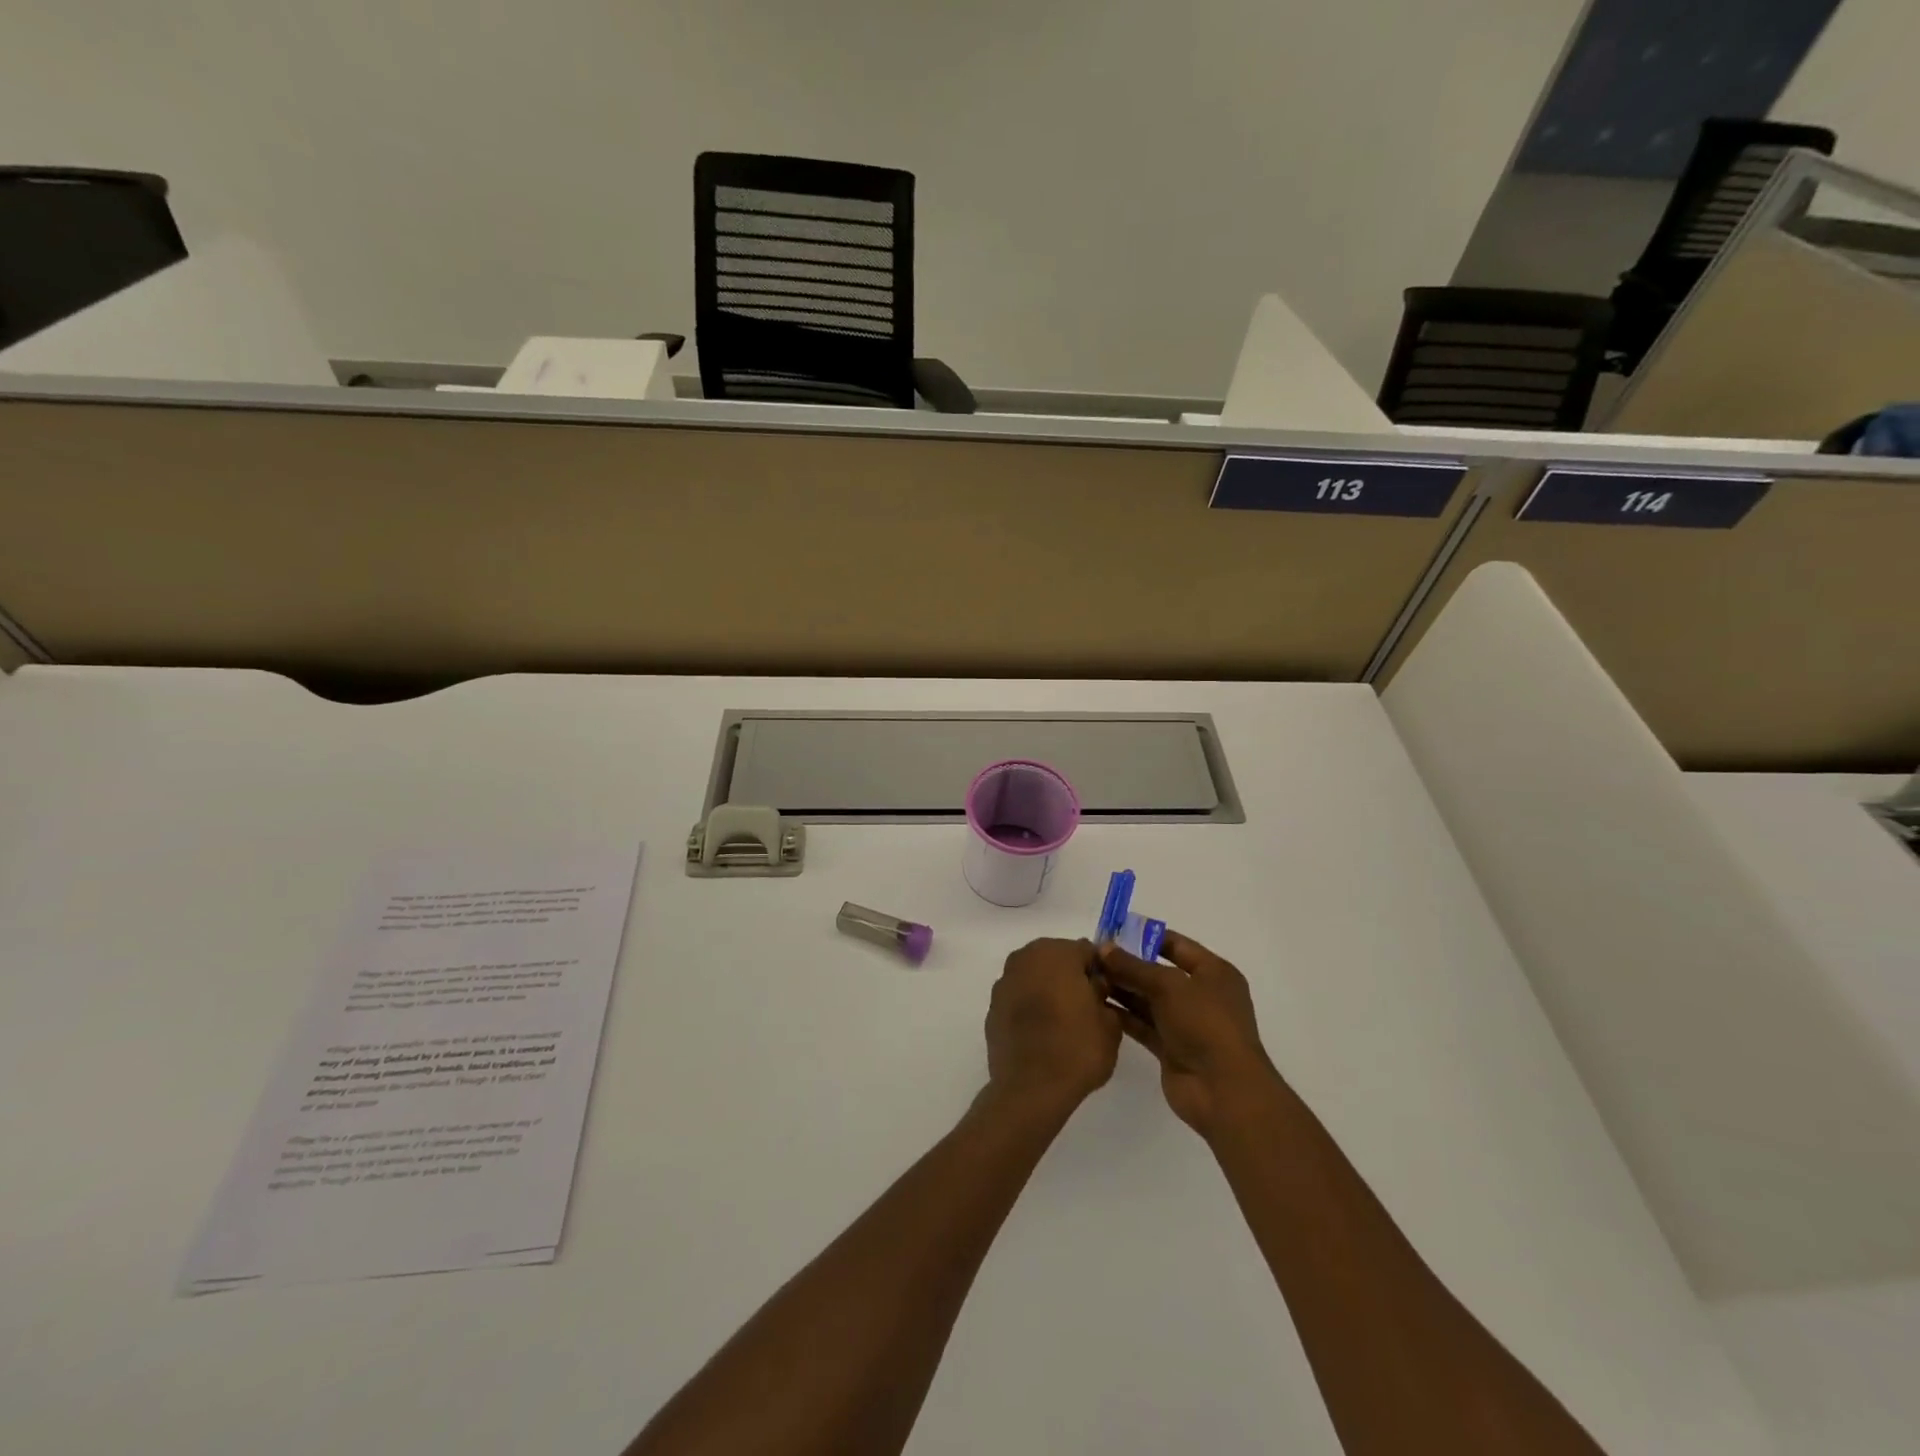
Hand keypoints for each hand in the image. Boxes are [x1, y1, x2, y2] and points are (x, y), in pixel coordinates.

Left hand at [984, 938, 1120, 1113]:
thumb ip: (1103, 994)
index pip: (1086, 951)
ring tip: (1064, 1021)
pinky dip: (1030, 1007)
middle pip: (1056, 959)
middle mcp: (1025, 958)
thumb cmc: (1077, 1049)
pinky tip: (1042, 1033)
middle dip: (1071, 976)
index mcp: (1056, 953)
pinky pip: (1019, 999)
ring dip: (1048, 990)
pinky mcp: (992, 1008)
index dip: (1099, 970)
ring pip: (1034, 977)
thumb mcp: (1109, 1023)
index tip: (1107, 993)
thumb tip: (1093, 987)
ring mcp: (1004, 983)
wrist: (1031, 1088)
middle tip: (1087, 1006)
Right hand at [1098, 930, 1277, 1137]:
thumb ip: (1133, 966)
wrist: (1223, 1090)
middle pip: (1158, 972)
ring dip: (1122, 989)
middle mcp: (1201, 995)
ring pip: (1148, 999)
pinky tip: (1097, 1005)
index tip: (1112, 932)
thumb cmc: (1205, 1024)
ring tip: (1088, 978)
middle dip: (1127, 964)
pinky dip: (1123, 1015)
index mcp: (1213, 973)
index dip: (1145, 937)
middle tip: (1092, 956)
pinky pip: (1143, 1024)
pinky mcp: (1171, 1048)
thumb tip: (1102, 948)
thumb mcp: (1169, 986)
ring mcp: (1186, 1023)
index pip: (1176, 945)